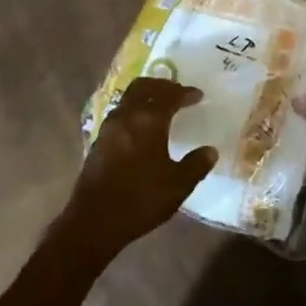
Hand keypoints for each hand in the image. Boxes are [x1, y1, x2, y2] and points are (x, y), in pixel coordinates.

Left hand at [63, 79, 216, 258]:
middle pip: (143, 87)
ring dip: (145, 96)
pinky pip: (120, 114)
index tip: (198, 95)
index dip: (185, 93)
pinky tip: (141, 127)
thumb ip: (196, 165)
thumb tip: (210, 151)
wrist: (95, 220)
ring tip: (160, 106)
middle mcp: (126, 117)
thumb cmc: (141, 199)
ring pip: (128, 98)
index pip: (169, 96)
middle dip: (162, 85)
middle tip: (177, 91)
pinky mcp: (98, 141)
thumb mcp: (178, 185)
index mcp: (148, 121)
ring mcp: (108, 128)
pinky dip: (134, 110)